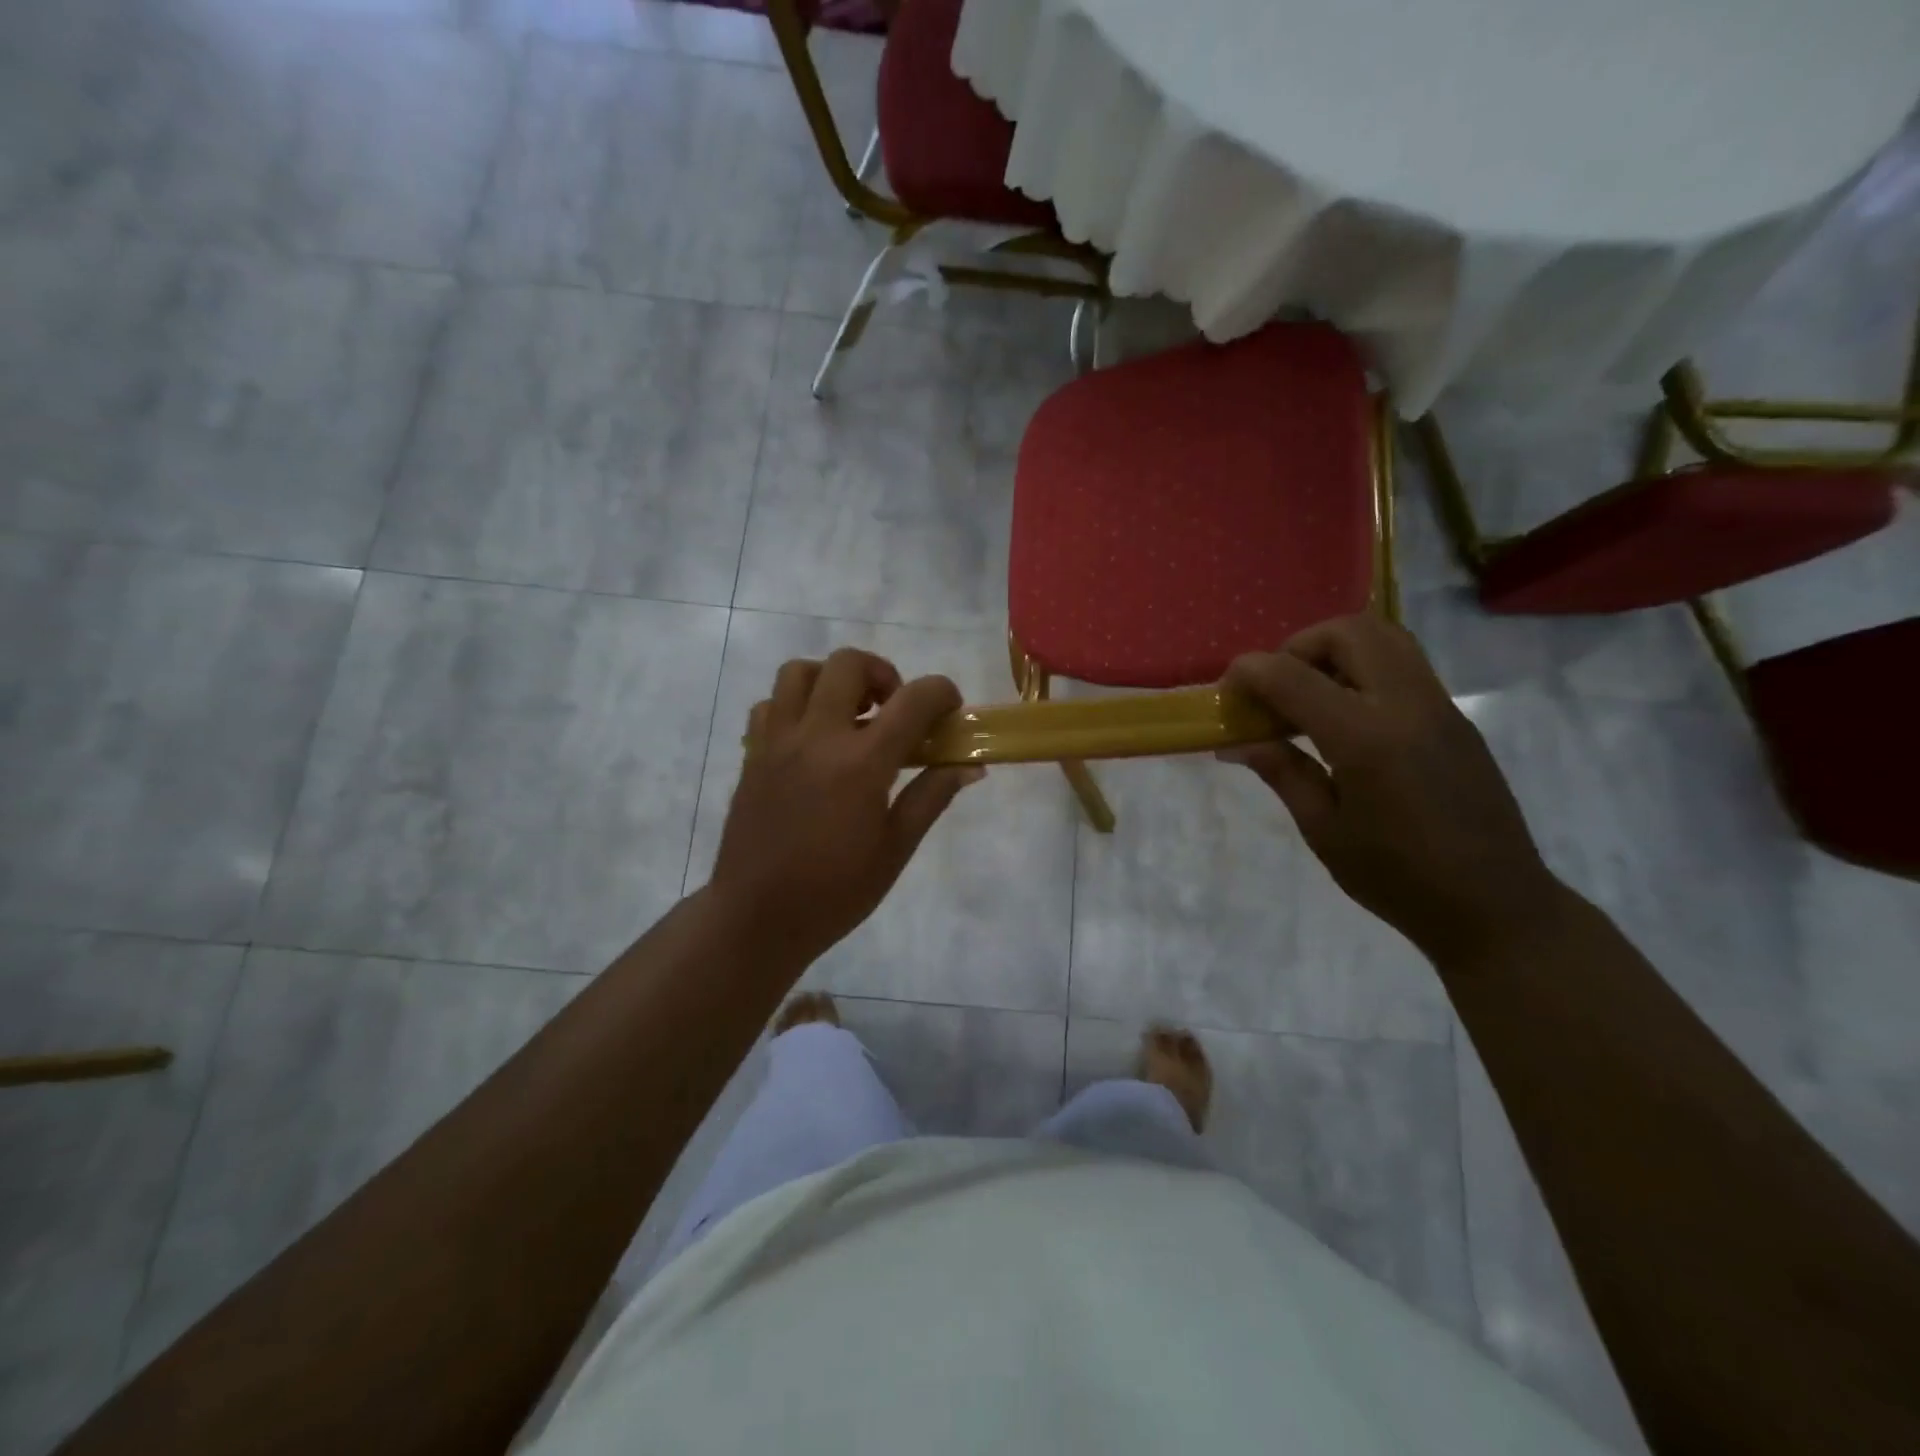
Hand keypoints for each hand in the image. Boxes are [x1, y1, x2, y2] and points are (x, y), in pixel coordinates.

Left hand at [710, 648, 981, 969]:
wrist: (757, 918)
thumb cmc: (835, 891)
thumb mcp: (895, 849)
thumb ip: (931, 797)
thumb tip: (970, 766)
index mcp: (861, 763)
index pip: (914, 700)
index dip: (942, 693)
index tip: (950, 711)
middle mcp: (817, 737)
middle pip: (849, 664)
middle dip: (883, 674)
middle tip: (893, 710)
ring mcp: (777, 742)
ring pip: (800, 672)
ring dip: (832, 680)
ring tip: (849, 716)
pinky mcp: (752, 755)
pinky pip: (770, 705)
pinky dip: (794, 706)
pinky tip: (810, 740)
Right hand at [1221, 615, 1563, 960]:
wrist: (1495, 906)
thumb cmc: (1397, 878)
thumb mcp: (1324, 830)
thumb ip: (1282, 772)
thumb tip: (1237, 743)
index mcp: (1365, 739)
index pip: (1293, 676)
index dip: (1249, 672)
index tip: (1226, 690)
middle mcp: (1406, 706)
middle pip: (1349, 632)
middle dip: (1298, 647)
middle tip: (1276, 688)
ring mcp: (1438, 707)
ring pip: (1385, 637)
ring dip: (1335, 650)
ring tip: (1310, 695)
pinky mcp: (1455, 718)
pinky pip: (1404, 664)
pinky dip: (1363, 668)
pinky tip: (1345, 717)